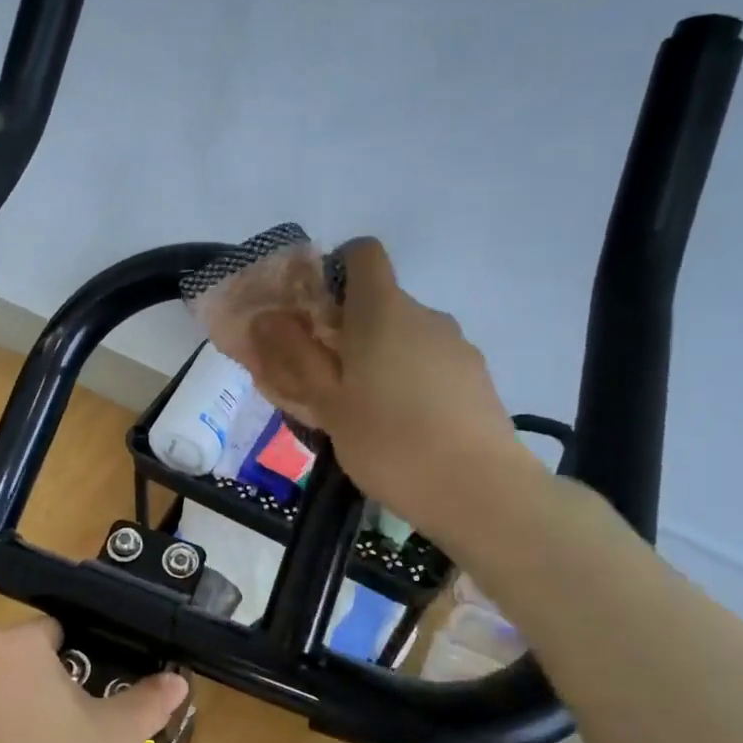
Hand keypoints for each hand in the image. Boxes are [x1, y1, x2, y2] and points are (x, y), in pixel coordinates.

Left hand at [0, 619, 186, 742]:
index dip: (86, 658)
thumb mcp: (121, 735)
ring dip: (30, 709)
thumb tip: (177, 680)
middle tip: (90, 722)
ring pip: (2, 692)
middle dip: (56, 683)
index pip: (55, 632)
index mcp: (11, 646)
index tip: (105, 690)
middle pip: (24, 660)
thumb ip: (149, 698)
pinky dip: (6, 736)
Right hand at [244, 238, 533, 543]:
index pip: (363, 253)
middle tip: (327, 383)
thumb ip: (293, 357)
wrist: (477, 489)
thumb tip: (266, 319)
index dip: (336, 270)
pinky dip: (410, 382)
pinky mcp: (476, 377)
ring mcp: (457, 345)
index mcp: (382, 310)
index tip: (317, 314)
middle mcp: (425, 314)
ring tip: (366, 415)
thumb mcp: (325, 403)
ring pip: (406, 338)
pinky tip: (404, 429)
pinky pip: (431, 364)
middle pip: (381, 303)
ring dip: (380, 361)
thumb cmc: (387, 441)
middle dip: (350, 332)